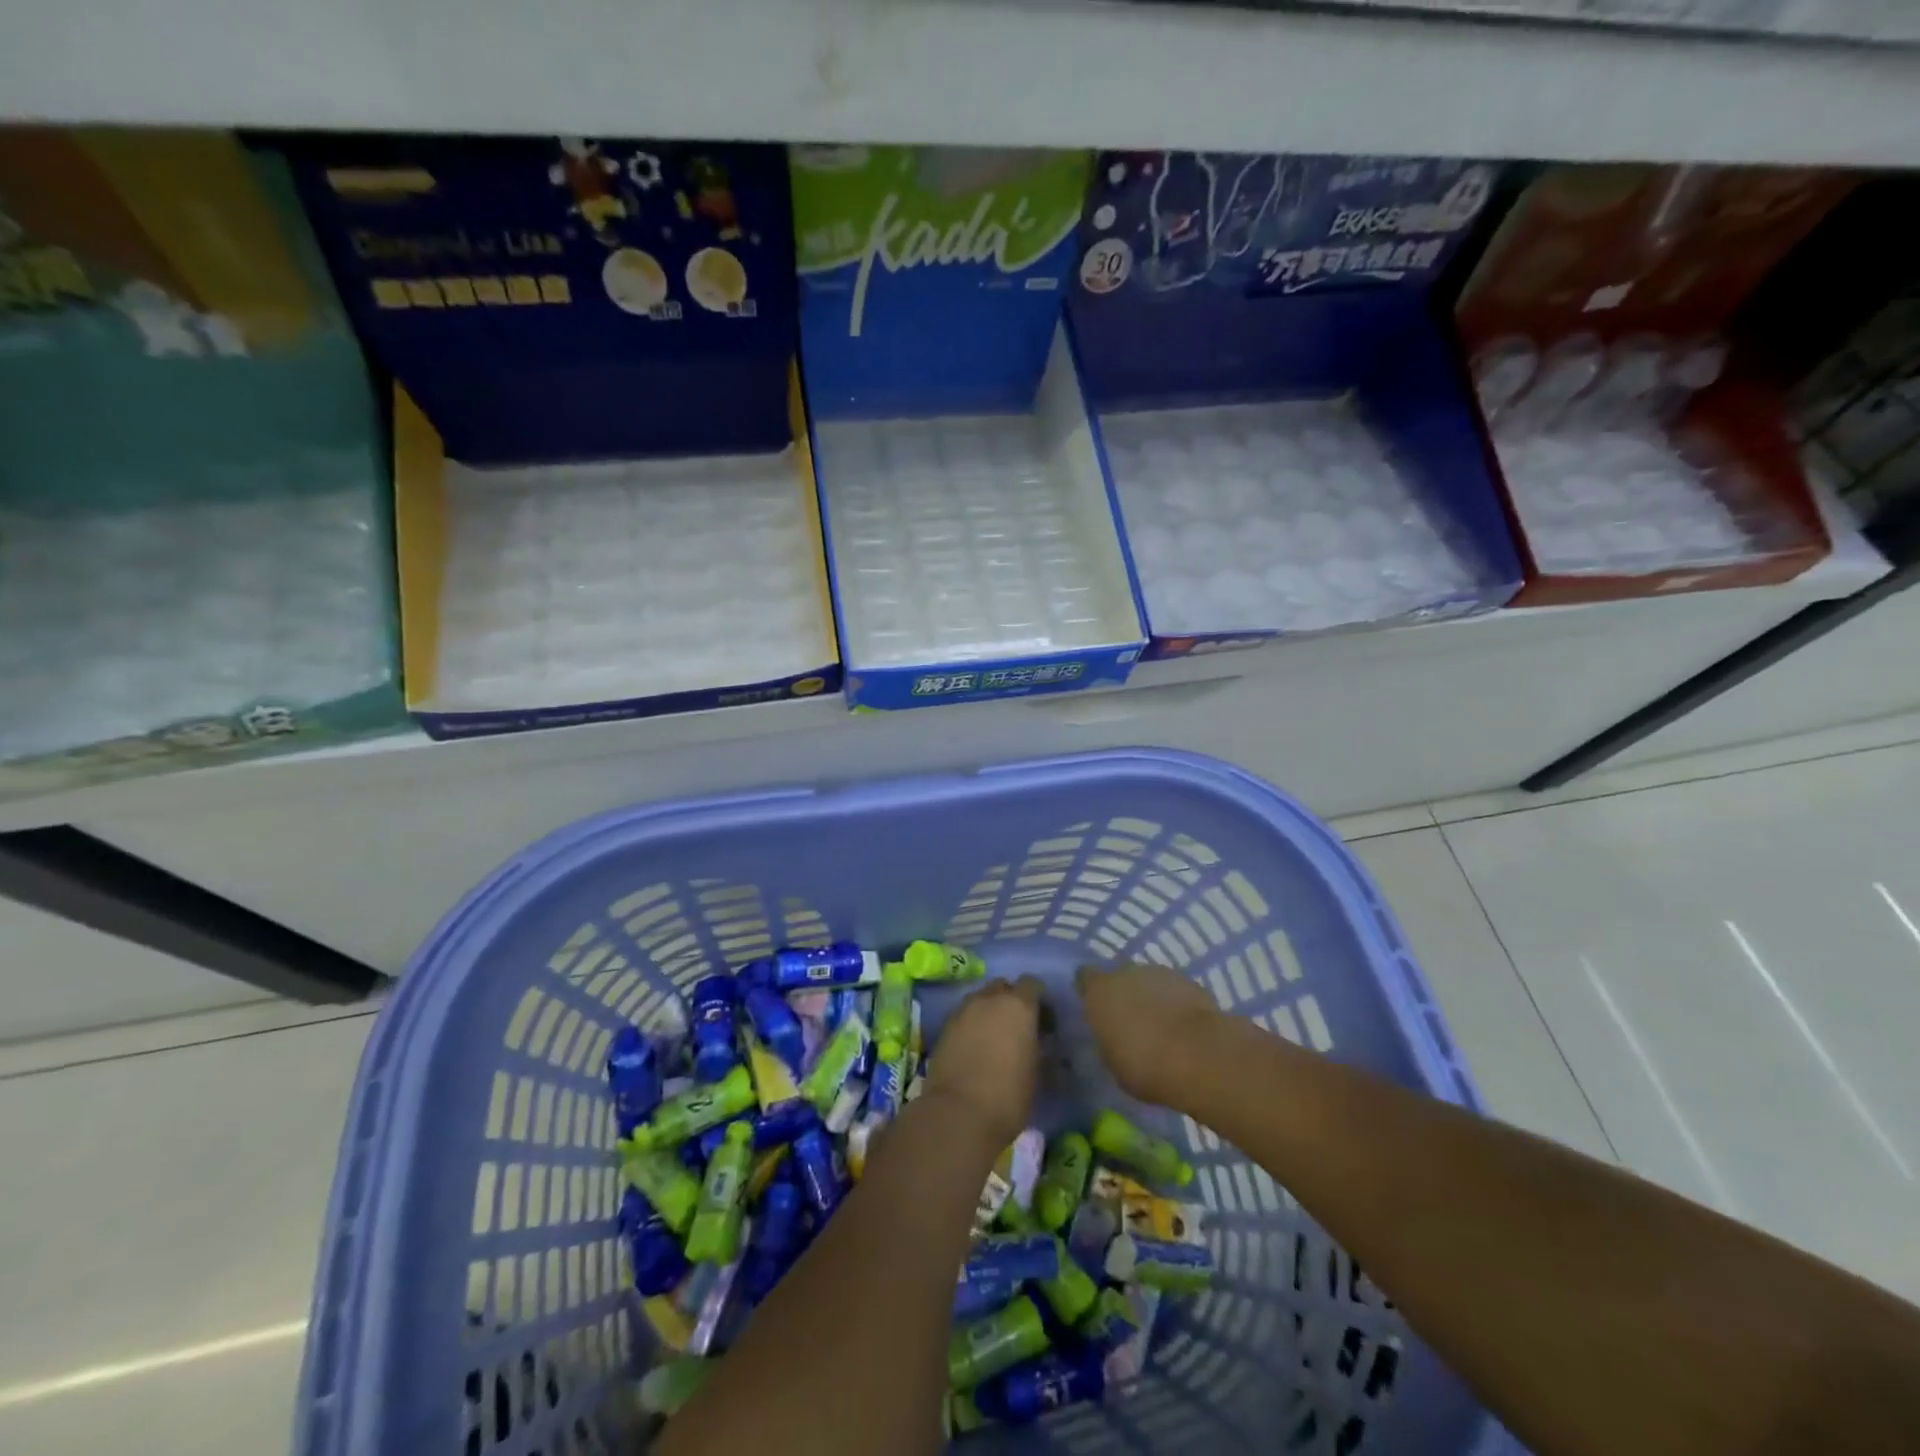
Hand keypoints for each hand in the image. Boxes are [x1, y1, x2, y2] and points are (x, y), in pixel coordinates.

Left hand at [925, 977, 1043, 1151]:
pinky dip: (971, 1025)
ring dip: (989, 1012)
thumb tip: (1033, 1042)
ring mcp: (963, 1010)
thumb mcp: (1035, 1073)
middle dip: (1010, 1001)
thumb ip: (1035, 1046)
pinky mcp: (944, 1026)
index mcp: (1018, 1006)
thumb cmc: (1008, 1097)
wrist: (958, 1114)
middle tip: (1016, 1029)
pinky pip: (964, 1016)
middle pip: (1003, 987)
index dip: (1038, 1001)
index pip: (1032, 984)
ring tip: (993, 1040)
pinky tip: (974, 1049)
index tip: (1043, 1023)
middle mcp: (989, 998)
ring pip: (980, 999)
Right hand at [1076, 962, 1220, 1105]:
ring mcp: (1160, 973)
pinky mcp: (1189, 981)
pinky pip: (1174, 991)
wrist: (1198, 1056)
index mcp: (1099, 991)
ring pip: (1149, 982)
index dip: (1091, 991)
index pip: (1085, 978)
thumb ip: (1108, 1038)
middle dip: (1124, 995)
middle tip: (1131, 1023)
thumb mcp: (1112, 1060)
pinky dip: (1176, 1004)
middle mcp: (1125, 972)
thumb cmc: (1143, 1064)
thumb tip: (1112, 1033)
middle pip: (1120, 978)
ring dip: (1151, 998)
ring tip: (1161, 1027)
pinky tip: (1183, 1027)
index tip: (1096, 1009)